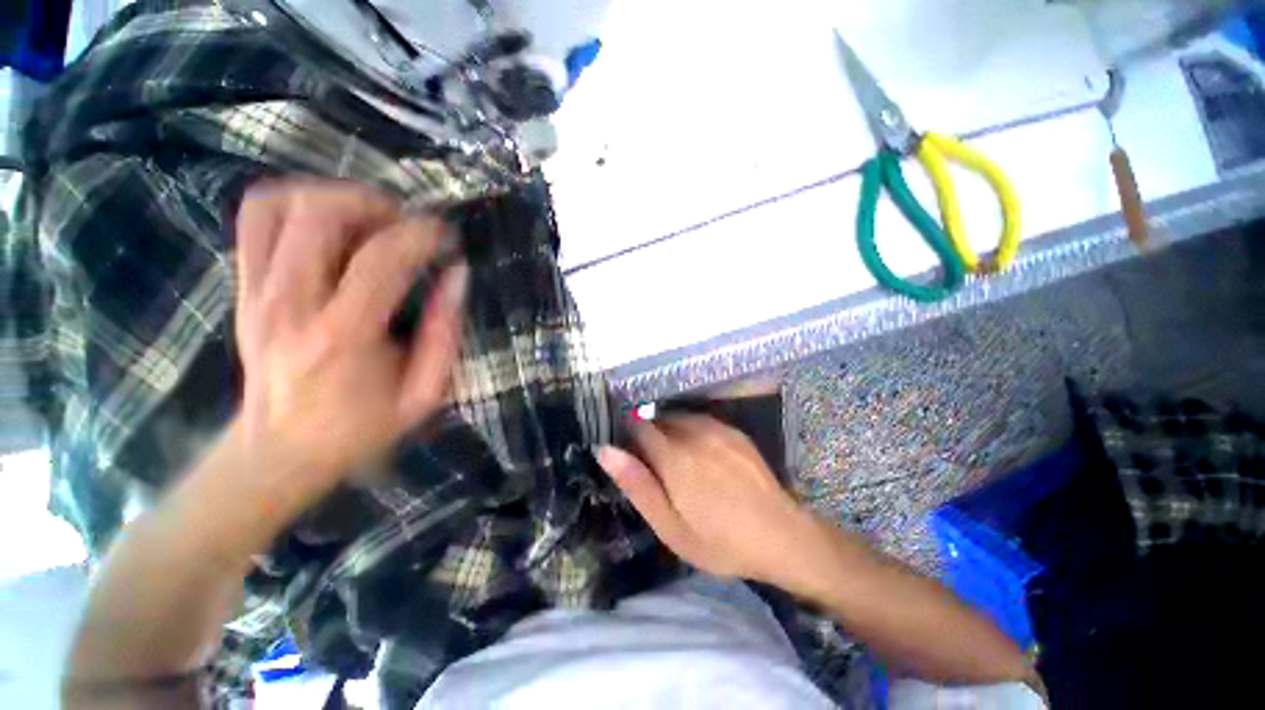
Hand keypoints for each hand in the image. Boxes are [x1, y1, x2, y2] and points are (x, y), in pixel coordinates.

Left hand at [234, 179, 466, 495]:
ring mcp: (256, 291)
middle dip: (373, 203)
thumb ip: (446, 334)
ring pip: (277, 204)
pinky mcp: (242, 286)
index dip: (421, 235)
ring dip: (331, 196)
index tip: (446, 237)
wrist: (279, 450)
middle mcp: (289, 304)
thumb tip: (457, 276)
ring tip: (368, 220)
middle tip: (405, 225)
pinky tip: (330, 226)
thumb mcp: (425, 393)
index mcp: (342, 337)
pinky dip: (295, 204)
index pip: (380, 259)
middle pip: (317, 213)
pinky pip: (255, 218)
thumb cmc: (360, 427)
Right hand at [597, 415, 816, 582]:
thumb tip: (605, 450)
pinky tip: (701, 454)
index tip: (629, 454)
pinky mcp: (733, 431)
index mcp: (674, 456)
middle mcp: (693, 432)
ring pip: (678, 418)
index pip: (637, 426)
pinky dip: (691, 430)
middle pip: (657, 420)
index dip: (628, 436)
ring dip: (669, 432)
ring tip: (677, 461)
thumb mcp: (670, 527)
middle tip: (655, 467)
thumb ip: (637, 484)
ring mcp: (717, 428)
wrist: (782, 535)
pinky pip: (700, 420)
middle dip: (648, 436)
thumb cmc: (720, 541)